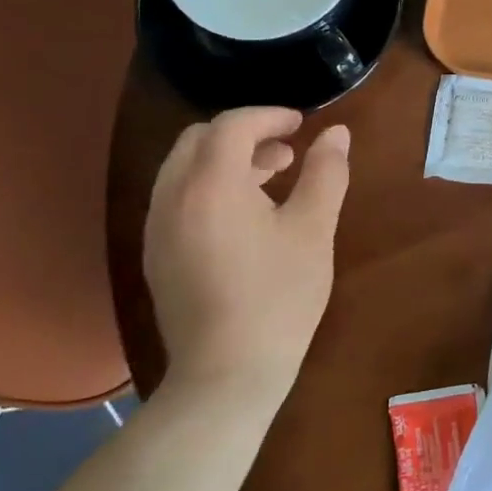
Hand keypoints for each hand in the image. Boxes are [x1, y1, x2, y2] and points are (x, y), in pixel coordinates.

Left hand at [142, 107, 350, 405]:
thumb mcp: (313, 230)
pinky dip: (207, 187)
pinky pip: (176, 197)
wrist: (226, 374)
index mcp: (211, 184)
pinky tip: (242, 219)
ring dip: (224, 160)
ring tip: (269, 182)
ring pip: (184, 168)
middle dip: (244, 134)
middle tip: (285, 153)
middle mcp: (172, 196)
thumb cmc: (278, 297)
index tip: (301, 124)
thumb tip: (336, 133)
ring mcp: (156, 227)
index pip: (232, 125)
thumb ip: (325, 173)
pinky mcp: (155, 253)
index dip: (269, 116)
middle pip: (199, 139)